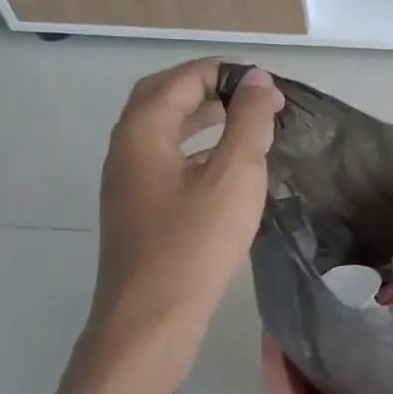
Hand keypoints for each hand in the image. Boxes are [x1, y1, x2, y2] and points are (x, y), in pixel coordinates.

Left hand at [72, 59, 283, 393]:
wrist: (150, 321)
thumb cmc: (195, 242)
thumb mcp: (234, 173)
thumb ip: (248, 120)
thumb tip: (257, 78)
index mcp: (141, 132)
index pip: (181, 79)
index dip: (225, 72)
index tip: (267, 85)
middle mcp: (125, 150)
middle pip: (163, 98)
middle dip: (208, 88)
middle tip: (251, 96)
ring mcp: (127, 183)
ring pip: (163, 130)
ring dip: (202, 117)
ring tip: (245, 123)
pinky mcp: (138, 210)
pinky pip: (166, 159)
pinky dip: (196, 146)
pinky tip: (225, 167)